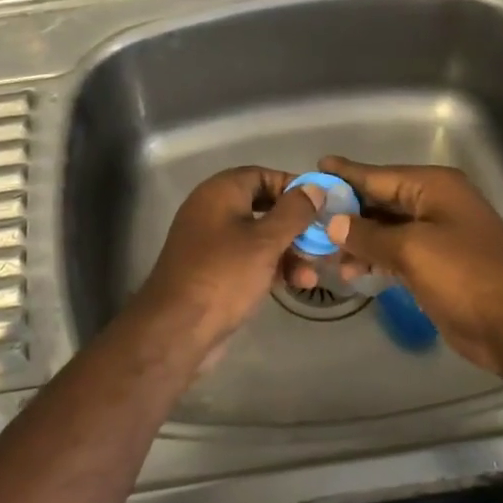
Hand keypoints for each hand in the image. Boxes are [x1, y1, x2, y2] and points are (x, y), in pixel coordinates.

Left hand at [131, 167, 323, 365]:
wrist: (177, 328)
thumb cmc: (225, 274)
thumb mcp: (266, 241)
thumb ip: (294, 212)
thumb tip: (315, 187)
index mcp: (220, 192)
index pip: (262, 175)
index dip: (293, 187)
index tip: (322, 204)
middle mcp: (213, 211)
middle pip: (263, 206)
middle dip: (296, 225)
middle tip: (324, 240)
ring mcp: (212, 243)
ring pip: (259, 237)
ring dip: (289, 251)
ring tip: (313, 273)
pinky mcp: (214, 271)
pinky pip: (249, 259)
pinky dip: (272, 267)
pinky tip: (297, 284)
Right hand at [315, 156, 502, 378]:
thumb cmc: (466, 276)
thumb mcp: (411, 250)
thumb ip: (368, 234)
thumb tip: (332, 221)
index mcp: (433, 187)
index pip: (378, 175)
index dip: (345, 173)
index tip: (315, 166)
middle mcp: (435, 204)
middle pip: (380, 201)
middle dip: (345, 211)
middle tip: (306, 218)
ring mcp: (438, 235)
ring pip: (386, 230)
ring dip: (356, 240)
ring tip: (322, 252)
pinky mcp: (437, 265)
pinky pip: (396, 253)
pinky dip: (374, 259)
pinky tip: (350, 271)